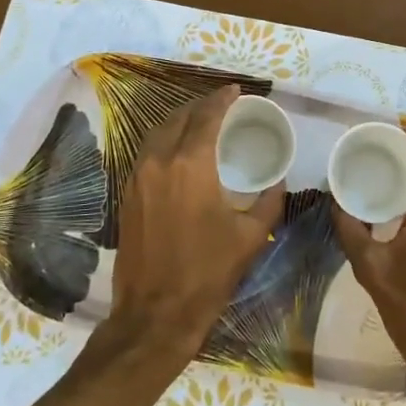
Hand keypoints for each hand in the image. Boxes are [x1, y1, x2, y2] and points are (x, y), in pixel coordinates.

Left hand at [102, 86, 284, 380]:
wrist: (155, 314)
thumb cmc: (207, 273)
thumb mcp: (250, 237)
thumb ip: (268, 201)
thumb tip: (278, 182)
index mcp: (190, 165)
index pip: (206, 117)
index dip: (222, 99)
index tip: (236, 91)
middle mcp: (158, 162)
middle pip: (178, 118)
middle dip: (200, 106)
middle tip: (221, 105)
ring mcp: (137, 178)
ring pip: (157, 133)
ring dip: (179, 121)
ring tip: (200, 122)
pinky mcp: (127, 196)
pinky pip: (146, 153)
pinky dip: (164, 141)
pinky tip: (179, 152)